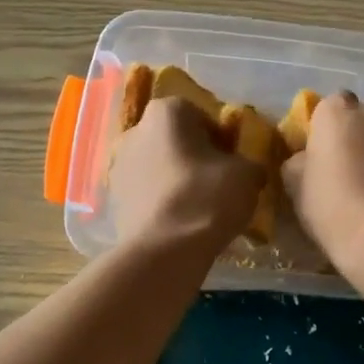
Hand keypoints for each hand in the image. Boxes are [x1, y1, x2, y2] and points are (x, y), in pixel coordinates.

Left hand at [109, 98, 262, 254]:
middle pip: (175, 140)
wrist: (163, 251)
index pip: (201, 115)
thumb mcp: (246, 175)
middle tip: (219, 183)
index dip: (221, 138)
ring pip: (160, 166)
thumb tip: (246, 169)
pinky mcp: (114, 199)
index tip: (233, 161)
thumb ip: (249, 163)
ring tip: (200, 207)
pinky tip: (181, 223)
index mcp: (166, 112)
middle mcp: (135, 130)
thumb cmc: (206, 198)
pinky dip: (163, 201)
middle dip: (196, 157)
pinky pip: (147, 192)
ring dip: (177, 179)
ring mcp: (119, 165)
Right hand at [281, 92, 363, 278]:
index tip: (321, 156)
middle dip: (356, 136)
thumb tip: (308, 157)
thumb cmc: (333, 208)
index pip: (327, 108)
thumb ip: (299, 158)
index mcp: (338, 110)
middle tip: (348, 169)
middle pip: (362, 118)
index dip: (324, 132)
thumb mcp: (294, 184)